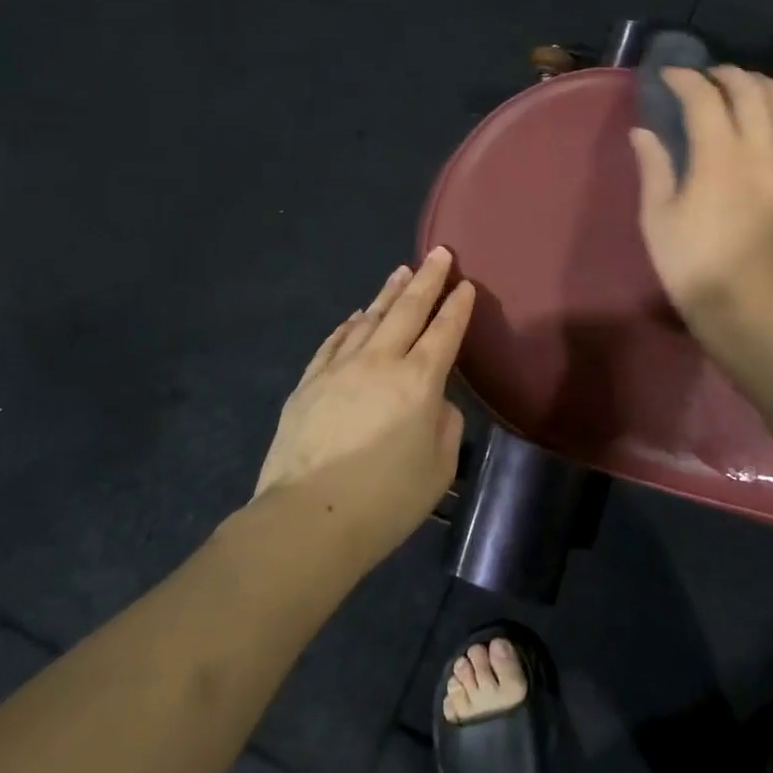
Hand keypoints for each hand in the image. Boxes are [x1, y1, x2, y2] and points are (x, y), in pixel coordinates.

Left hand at [255, 247, 475, 553]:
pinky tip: (356, 314)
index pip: (444, 331)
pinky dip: (349, 324)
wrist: (307, 519)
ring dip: (388, 293)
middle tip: (439, 253)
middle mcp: (380, 362)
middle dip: (427, 279)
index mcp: (419, 381)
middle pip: (407, 310)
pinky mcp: (309, 383)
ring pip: (369, 318)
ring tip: (401, 271)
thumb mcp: (438, 468)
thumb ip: (445, 425)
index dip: (457, 306)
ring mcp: (339, 368)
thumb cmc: (385, 501)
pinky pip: (334, 341)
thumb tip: (433, 403)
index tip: (465, 284)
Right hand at [628, 65, 772, 329]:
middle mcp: (760, 152)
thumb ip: (654, 168)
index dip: (685, 80)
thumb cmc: (693, 265)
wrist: (747, 307)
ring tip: (741, 86)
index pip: (705, 99)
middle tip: (704, 77)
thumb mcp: (658, 218)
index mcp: (719, 159)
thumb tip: (644, 131)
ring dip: (761, 86)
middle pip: (751, 92)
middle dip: (726, 75)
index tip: (668, 76)